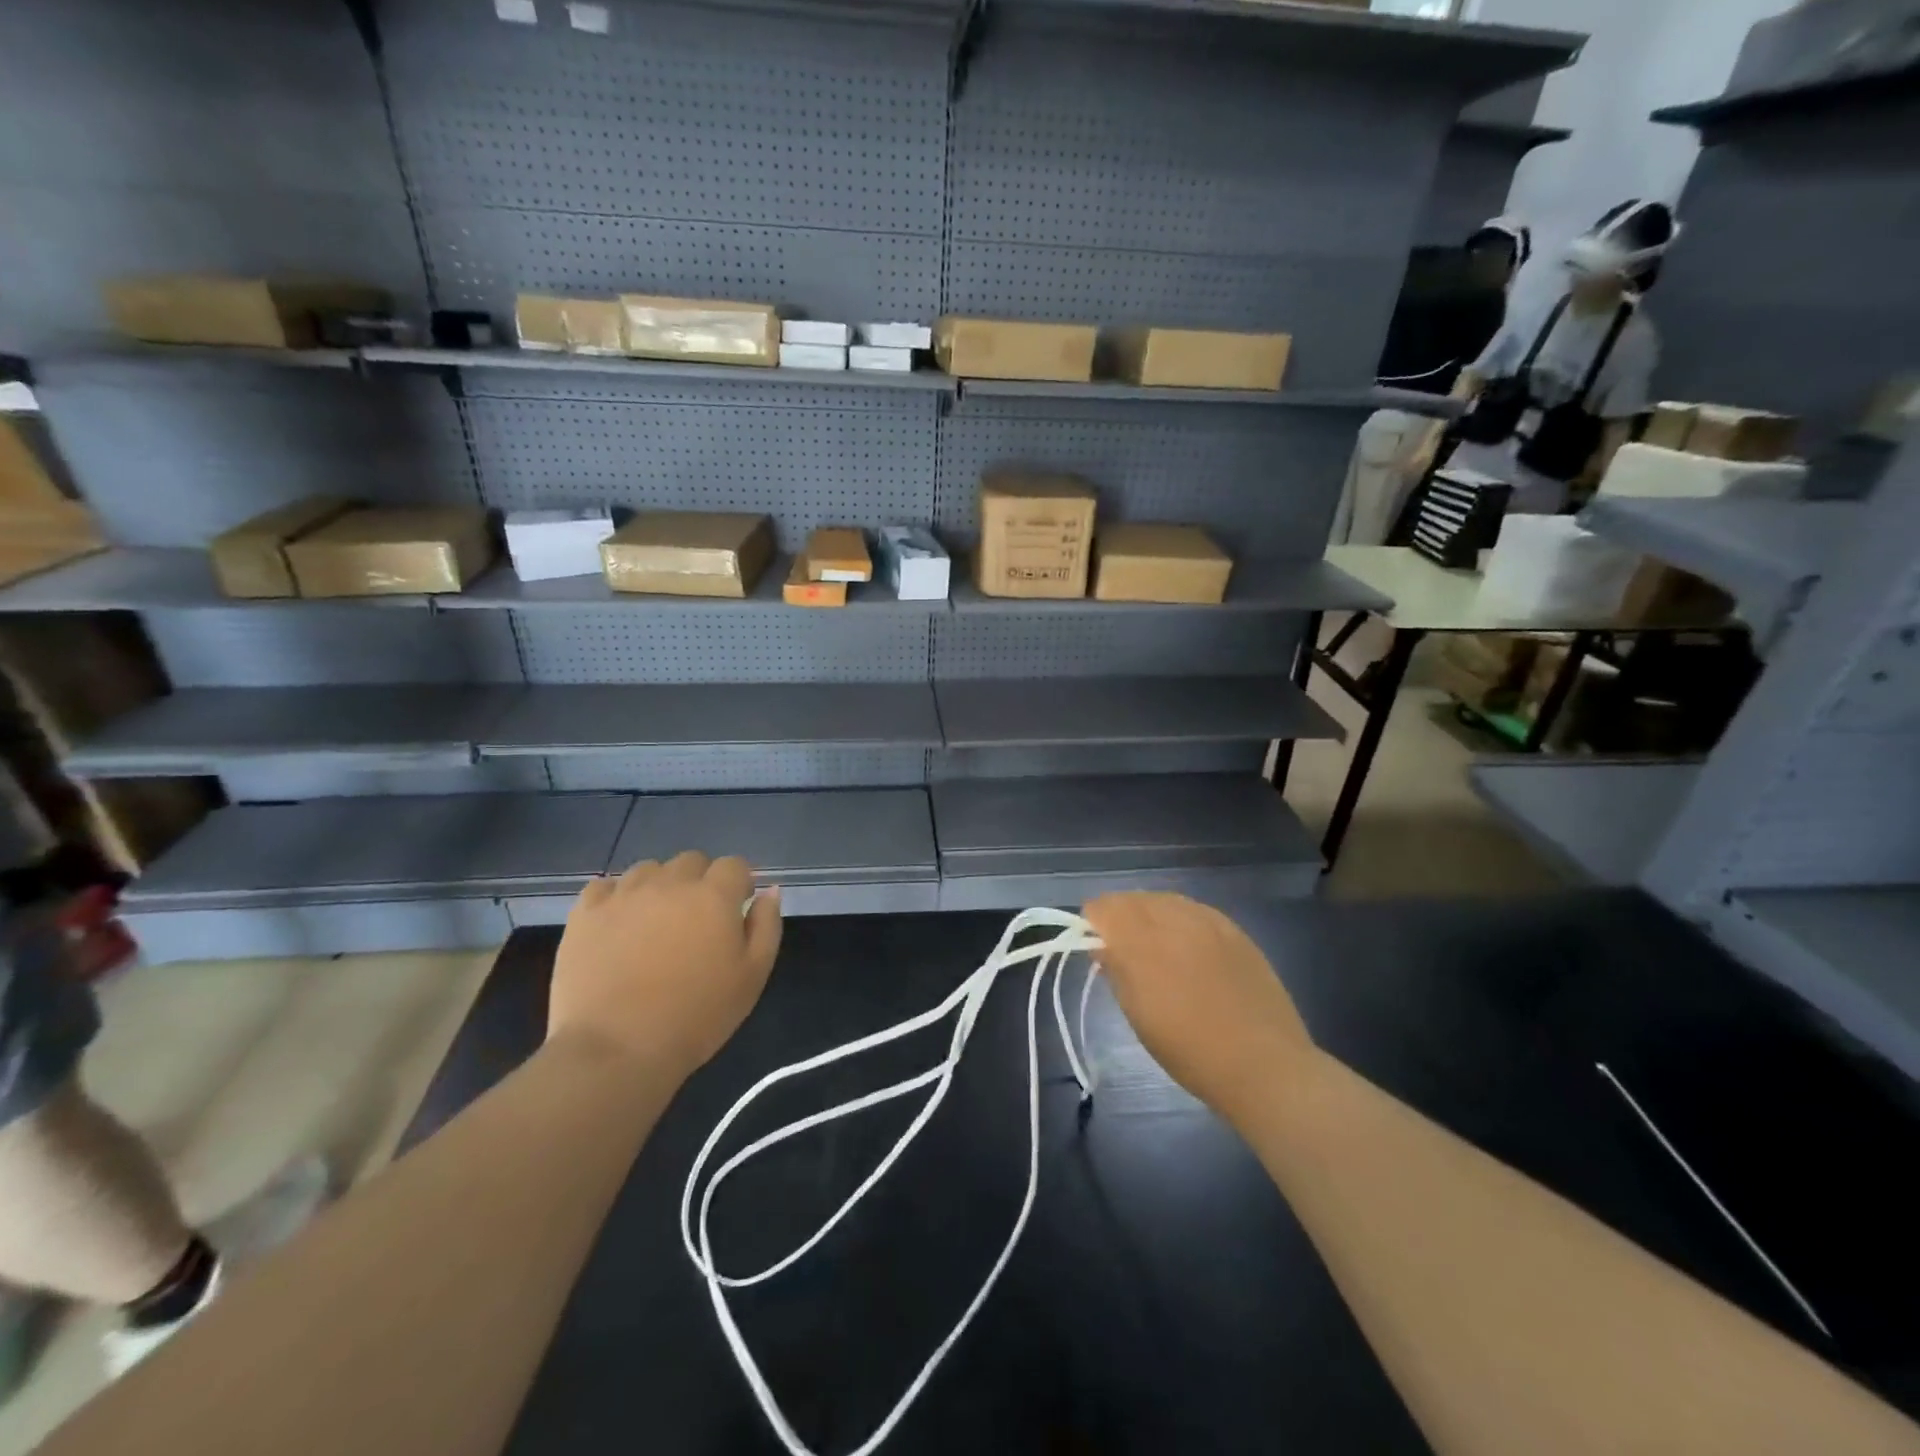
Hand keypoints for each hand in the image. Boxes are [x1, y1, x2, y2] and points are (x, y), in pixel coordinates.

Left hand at [549, 852, 782, 1079]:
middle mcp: (670, 883)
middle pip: (691, 861)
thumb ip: (766, 926)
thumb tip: (769, 891)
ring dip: (659, 887)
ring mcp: (624, 895)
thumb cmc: (697, 1016)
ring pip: (648, 870)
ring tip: (654, 924)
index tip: (736, 910)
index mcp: (714, 895)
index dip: (738, 885)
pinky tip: (618, 925)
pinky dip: (616, 898)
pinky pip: (605, 887)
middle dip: (700, 882)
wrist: (617, 1050)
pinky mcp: (585, 913)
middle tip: (695, 921)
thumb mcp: (752, 976)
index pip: (734, 865)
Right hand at [1083, 893, 1313, 1124]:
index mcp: (1143, 943)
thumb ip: (1116, 971)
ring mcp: (1208, 921)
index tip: (1095, 945)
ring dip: (1149, 914)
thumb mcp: (1138, 1016)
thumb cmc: (1190, 1051)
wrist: (1264, 1065)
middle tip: (1121, 948)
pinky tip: (1186, 945)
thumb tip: (1102, 947)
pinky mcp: (1234, 929)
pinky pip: (1194, 909)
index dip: (1093, 922)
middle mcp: (1174, 920)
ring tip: (1154, 945)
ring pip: (1164, 899)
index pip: (1104, 908)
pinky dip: (1179, 919)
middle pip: (1133, 898)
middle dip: (1120, 916)